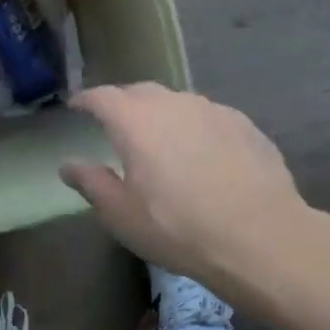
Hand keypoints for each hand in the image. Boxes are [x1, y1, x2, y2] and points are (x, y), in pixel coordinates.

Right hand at [60, 84, 308, 288]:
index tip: (76, 106)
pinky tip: (203, 154)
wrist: (262, 237)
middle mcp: (172, 103)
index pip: (101, 97)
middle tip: (116, 124)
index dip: (86, 100)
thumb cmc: (178, 228)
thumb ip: (91, 183)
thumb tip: (68, 165)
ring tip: (161, 139)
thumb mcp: (122, 214)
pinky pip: (208, 118)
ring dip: (162, 114)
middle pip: (140, 92)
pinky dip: (195, 128)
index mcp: (135, 121)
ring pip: (177, 103)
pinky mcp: (244, 125)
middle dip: (123, 103)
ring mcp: (212, 110)